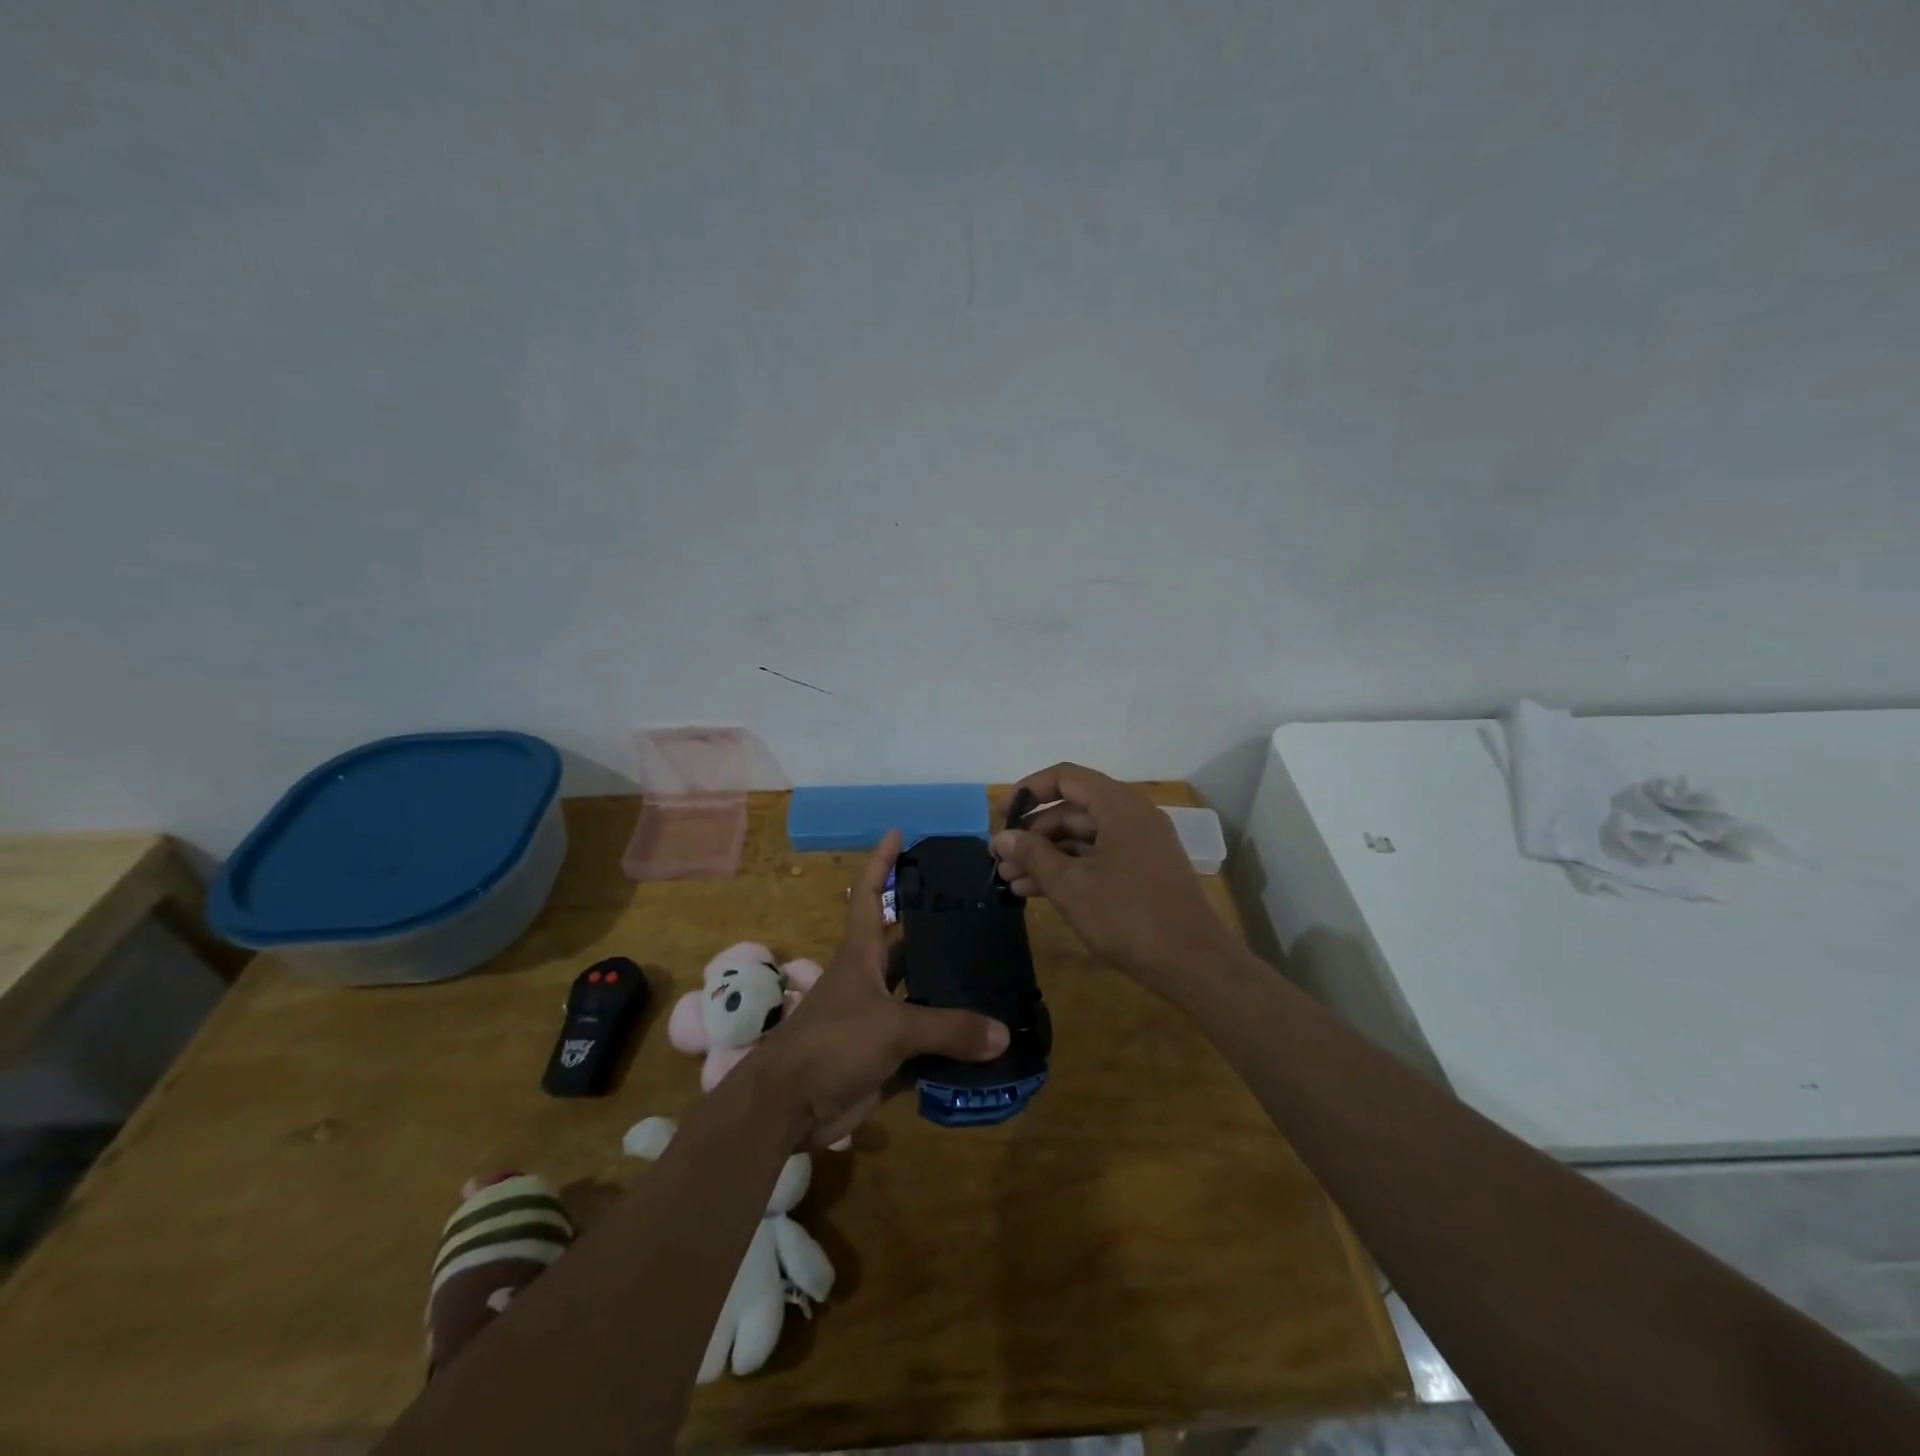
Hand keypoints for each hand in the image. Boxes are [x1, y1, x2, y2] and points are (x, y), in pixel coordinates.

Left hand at [757, 830, 1009, 1145]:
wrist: (787, 1107)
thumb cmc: (831, 1045)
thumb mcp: (891, 1027)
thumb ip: (948, 1029)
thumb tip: (1003, 1035)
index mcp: (861, 955)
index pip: (870, 895)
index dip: (882, 863)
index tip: (899, 833)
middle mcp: (869, 980)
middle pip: (906, 946)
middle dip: (936, 930)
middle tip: (980, 914)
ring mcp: (876, 1019)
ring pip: (920, 996)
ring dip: (950, 992)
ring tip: (996, 976)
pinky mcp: (884, 1057)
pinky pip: (925, 1045)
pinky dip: (951, 1045)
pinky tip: (986, 1041)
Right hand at [991, 763, 1236, 995]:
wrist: (1194, 965)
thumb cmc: (1128, 916)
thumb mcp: (1071, 885)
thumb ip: (1033, 855)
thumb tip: (1002, 837)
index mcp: (1119, 806)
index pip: (1066, 778)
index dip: (1029, 790)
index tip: (1001, 815)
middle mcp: (1132, 817)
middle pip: (1072, 810)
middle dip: (1033, 834)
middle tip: (1001, 859)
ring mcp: (1140, 846)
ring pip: (1082, 839)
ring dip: (1046, 856)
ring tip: (1010, 880)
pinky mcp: (1143, 873)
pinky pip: (1097, 859)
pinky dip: (1068, 870)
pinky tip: (1036, 893)